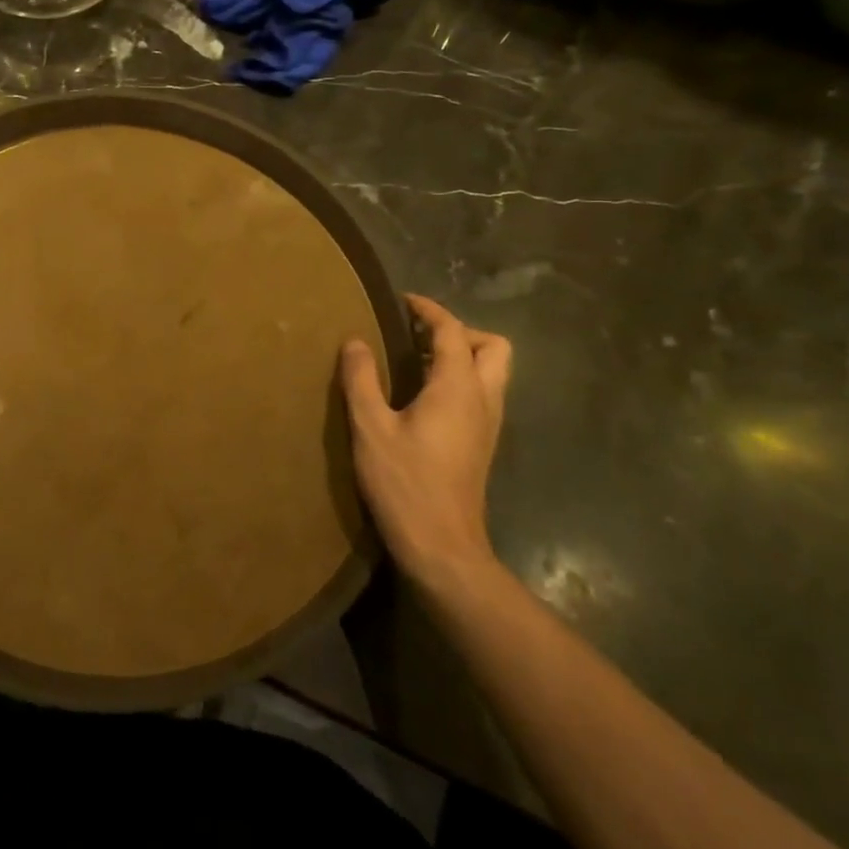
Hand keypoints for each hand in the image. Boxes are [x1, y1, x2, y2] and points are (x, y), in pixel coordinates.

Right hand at [340, 294, 511, 588]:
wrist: (442, 547)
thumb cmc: (405, 483)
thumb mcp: (370, 427)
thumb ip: (361, 379)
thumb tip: (355, 341)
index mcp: (458, 388)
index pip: (452, 331)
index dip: (429, 310)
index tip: (402, 300)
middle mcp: (483, 400)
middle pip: (493, 347)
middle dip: (459, 331)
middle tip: (418, 335)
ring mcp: (487, 425)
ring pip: (491, 372)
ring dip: (461, 355)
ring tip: (415, 361)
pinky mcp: (481, 444)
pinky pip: (480, 393)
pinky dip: (458, 379)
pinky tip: (421, 396)